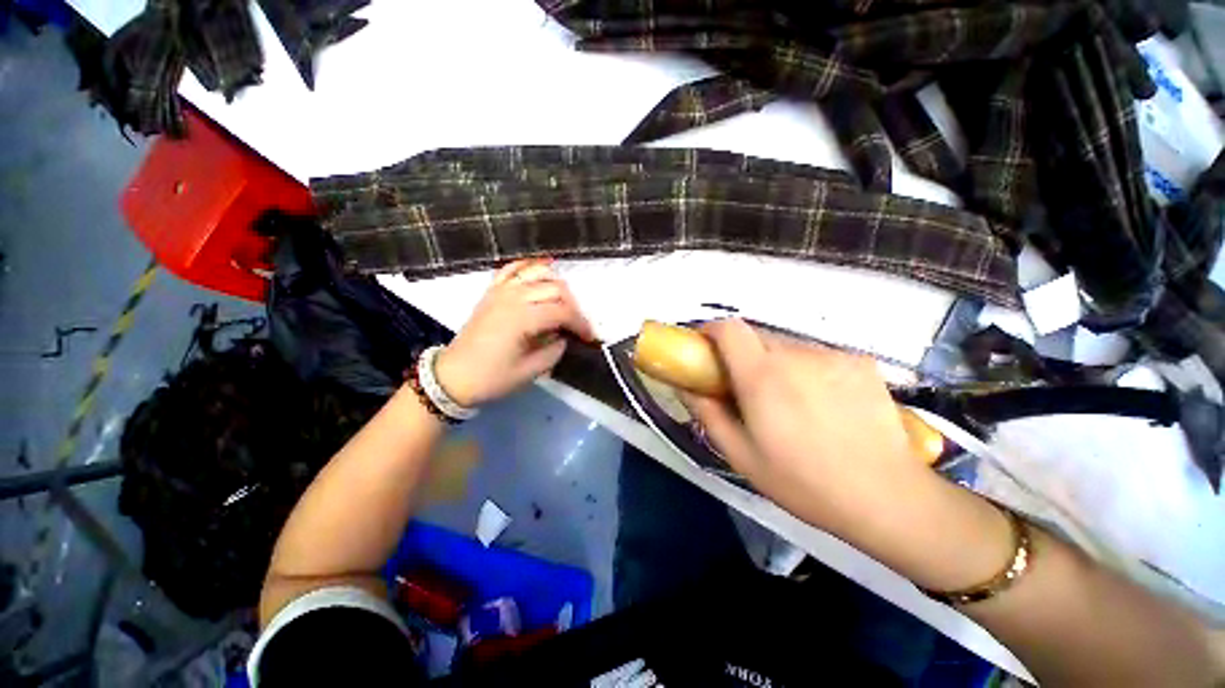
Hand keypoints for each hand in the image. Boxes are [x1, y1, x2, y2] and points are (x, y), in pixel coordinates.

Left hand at [433, 259, 594, 406]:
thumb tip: (565, 336)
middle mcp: (513, 297)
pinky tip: (542, 271)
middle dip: (573, 306)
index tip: (590, 337)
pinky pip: (513, 269)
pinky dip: (530, 267)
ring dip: (557, 285)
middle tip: (576, 325)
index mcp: (522, 319)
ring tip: (563, 304)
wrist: (453, 377)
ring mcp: (500, 291)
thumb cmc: (493, 378)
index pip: (563, 312)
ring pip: (538, 273)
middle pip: (555, 289)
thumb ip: (555, 350)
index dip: (581, 323)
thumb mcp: (531, 371)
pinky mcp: (492, 291)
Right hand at [681, 319, 950, 534]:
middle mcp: (796, 355)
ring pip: (788, 347)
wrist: (888, 498)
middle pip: (756, 337)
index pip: (729, 328)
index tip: (707, 350)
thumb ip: (708, 414)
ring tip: (790, 403)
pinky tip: (824, 404)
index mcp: (762, 376)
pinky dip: (808, 370)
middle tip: (748, 390)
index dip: (712, 331)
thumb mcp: (741, 456)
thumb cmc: (804, 482)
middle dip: (743, 356)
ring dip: (777, 365)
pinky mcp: (860, 361)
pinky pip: (818, 356)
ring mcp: (832, 355)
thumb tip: (686, 388)